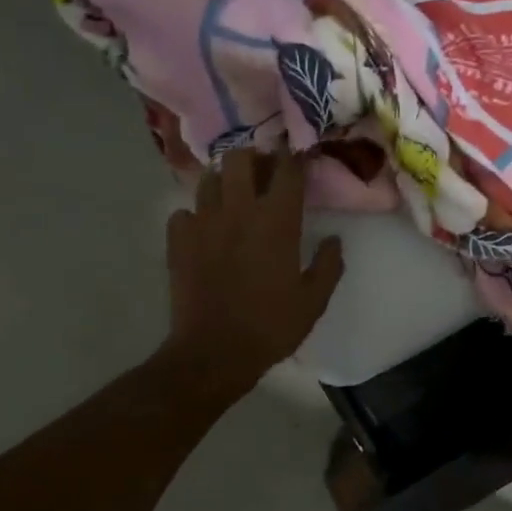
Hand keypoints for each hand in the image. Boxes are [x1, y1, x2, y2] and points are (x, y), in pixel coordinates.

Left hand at [163, 147, 344, 395]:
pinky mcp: (178, 240)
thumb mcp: (313, 301)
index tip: (299, 158)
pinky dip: (194, 216)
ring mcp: (203, 222)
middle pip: (240, 158)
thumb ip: (328, 265)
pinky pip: (183, 213)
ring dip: (223, 182)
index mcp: (277, 221)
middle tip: (261, 174)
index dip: (295, 158)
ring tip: (231, 198)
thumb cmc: (271, 326)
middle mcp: (238, 210)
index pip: (288, 170)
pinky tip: (203, 232)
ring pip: (209, 179)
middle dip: (253, 158)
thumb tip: (333, 239)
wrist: (214, 352)